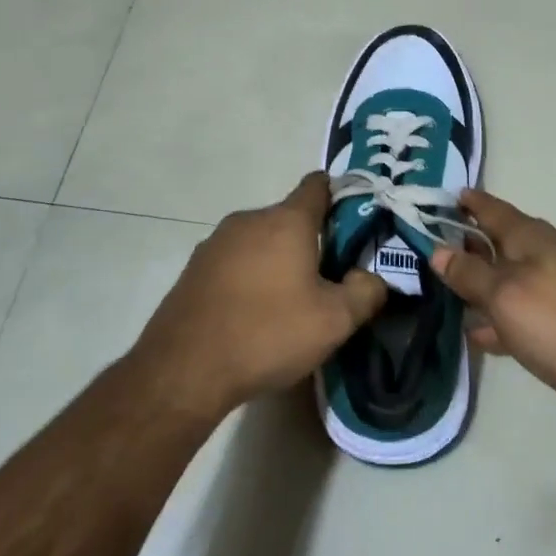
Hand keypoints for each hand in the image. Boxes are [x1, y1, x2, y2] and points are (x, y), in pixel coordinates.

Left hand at [131, 173, 387, 414]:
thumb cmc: (267, 334)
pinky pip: (236, 261)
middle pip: (290, 217)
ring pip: (261, 241)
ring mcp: (215, 242)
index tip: (356, 226)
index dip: (341, 197)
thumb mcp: (335, 321)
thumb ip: (366, 291)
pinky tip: (254, 314)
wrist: (184, 370)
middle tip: (330, 280)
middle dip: (313, 241)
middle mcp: (248, 220)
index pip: (318, 185)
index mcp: (286, 220)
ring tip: (291, 302)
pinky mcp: (195, 268)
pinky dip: (251, 277)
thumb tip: (371, 277)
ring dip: (279, 261)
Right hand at [430, 190, 555, 412]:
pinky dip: (503, 314)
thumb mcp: (507, 297)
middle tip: (432, 250)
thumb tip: (437, 250)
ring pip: (511, 277)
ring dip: (483, 283)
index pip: (491, 209)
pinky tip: (485, 336)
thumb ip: (470, 275)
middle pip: (500, 242)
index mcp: (530, 238)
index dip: (466, 203)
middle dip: (468, 244)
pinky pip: (526, 308)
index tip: (440, 197)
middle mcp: (547, 253)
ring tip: (449, 294)